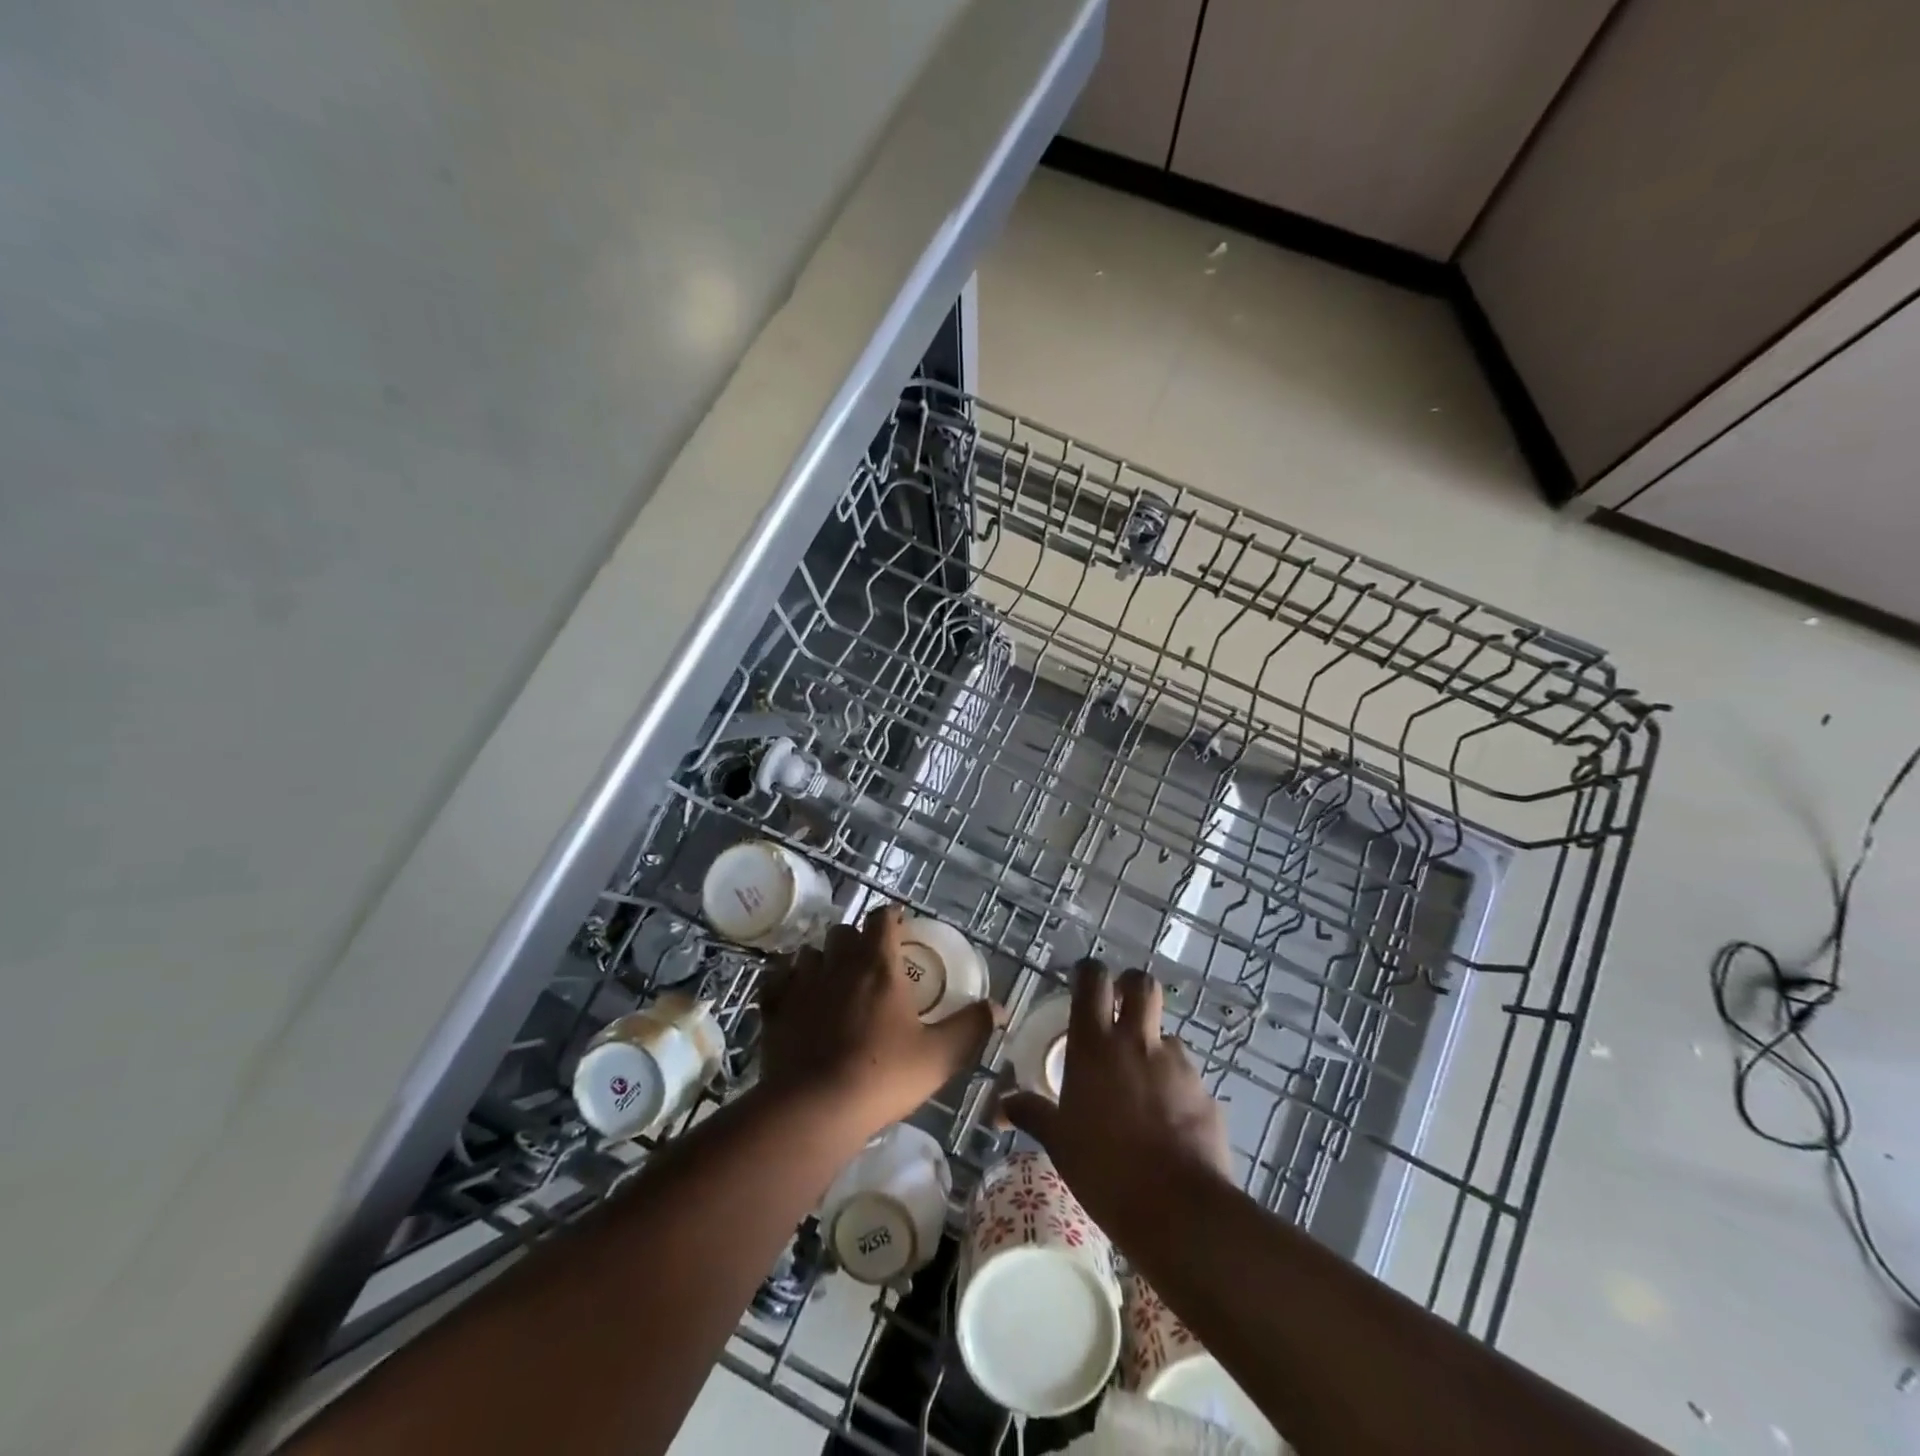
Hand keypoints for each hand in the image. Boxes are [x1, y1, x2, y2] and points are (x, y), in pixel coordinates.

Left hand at [759, 904, 998, 1143]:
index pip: (882, 918)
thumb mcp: (941, 1056)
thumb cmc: (883, 1076)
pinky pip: (777, 980)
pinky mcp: (774, 1008)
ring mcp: (801, 983)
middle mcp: (838, 963)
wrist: (813, 1109)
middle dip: (857, 939)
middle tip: (871, 963)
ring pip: (810, 952)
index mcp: (879, 964)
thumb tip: (998, 1007)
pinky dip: (787, 981)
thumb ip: (971, 1027)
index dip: (892, 918)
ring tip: (834, 981)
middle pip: (844, 931)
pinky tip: (795, 997)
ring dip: (823, 959)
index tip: (901, 928)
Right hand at [1001, 961, 1230, 1228]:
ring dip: (1154, 1046)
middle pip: (1141, 984)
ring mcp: (1176, 1064)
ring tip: (1144, 1082)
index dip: (1088, 972)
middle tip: (1120, 1008)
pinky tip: (1168, 1120)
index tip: (1082, 981)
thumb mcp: (1059, 1142)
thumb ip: (1032, 1114)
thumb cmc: (1105, 1170)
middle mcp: (1137, 1042)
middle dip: (1131, 987)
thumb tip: (1000, 1105)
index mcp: (1095, 1045)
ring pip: (1166, 1033)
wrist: (1178, 1210)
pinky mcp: (1205, 1091)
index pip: (1092, 980)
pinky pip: (1187, 1076)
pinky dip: (1176, 1087)